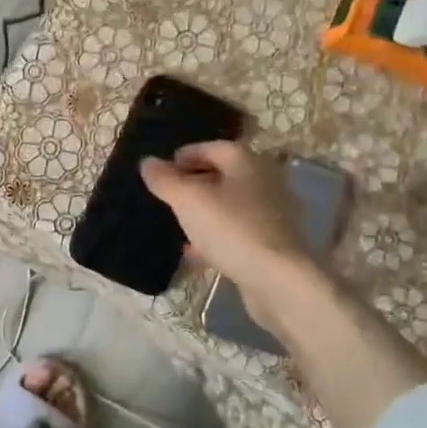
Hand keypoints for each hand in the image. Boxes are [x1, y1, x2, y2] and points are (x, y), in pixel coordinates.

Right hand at [140, 142, 320, 325]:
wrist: (278, 280)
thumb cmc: (231, 229)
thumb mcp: (187, 200)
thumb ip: (164, 180)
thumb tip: (148, 162)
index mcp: (247, 162)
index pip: (211, 147)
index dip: (184, 156)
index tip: (161, 171)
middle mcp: (265, 180)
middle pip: (223, 175)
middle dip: (194, 183)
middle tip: (168, 197)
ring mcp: (273, 212)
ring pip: (230, 204)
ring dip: (205, 211)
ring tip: (179, 224)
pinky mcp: (274, 242)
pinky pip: (238, 230)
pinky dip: (216, 235)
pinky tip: (197, 252)